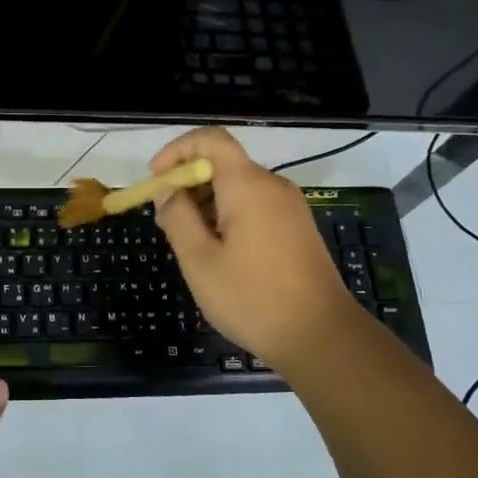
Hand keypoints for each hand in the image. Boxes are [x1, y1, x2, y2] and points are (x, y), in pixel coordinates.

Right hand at [150, 127, 373, 374]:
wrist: (321, 337)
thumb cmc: (252, 298)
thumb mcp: (200, 260)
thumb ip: (177, 217)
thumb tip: (167, 191)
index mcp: (247, 185)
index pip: (211, 139)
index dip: (177, 150)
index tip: (156, 178)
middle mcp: (272, 185)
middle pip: (223, 164)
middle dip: (188, 183)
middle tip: (165, 220)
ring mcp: (289, 207)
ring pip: (238, 187)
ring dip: (206, 202)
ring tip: (188, 243)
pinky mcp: (297, 228)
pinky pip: (255, 206)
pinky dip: (228, 215)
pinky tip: (218, 252)